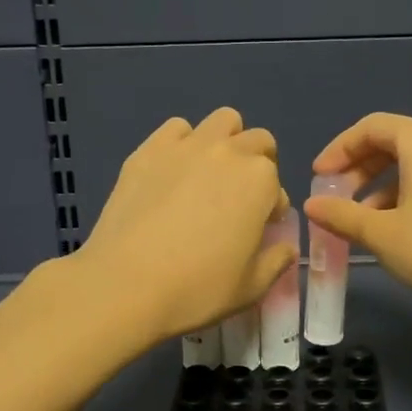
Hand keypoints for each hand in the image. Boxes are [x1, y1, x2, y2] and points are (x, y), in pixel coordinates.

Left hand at [72, 108, 295, 346]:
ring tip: (210, 174)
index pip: (277, 186)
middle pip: (258, 141)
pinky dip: (183, 142)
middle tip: (239, 198)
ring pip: (223, 121)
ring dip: (226, 141)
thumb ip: (276, 261)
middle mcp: (228, 152)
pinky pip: (176, 128)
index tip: (257, 229)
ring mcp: (186, 146)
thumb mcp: (251, 288)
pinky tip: (173, 172)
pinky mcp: (148, 150)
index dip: (270, 209)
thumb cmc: (197, 289)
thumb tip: (285, 247)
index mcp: (260, 181)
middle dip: (257, 164)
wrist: (126, 284)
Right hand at [306, 113, 411, 324]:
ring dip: (391, 184)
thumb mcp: (381, 235)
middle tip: (340, 200)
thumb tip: (313, 205)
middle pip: (400, 141)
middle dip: (364, 169)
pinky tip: (411, 224)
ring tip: (371, 221)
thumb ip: (342, 214)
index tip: (319, 178)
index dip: (339, 150)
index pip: (372, 128)